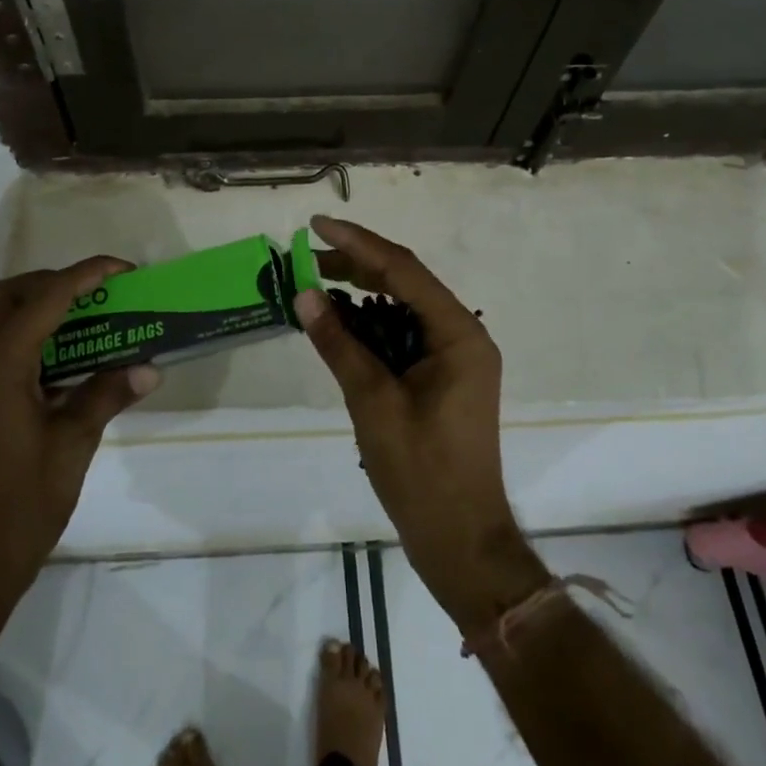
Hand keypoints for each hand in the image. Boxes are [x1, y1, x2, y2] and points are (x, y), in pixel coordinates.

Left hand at [0, 257, 160, 622]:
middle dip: (50, 282)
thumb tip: (149, 367)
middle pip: (5, 297)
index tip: (122, 270)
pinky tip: (67, 359)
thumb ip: (107, 394)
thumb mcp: (74, 443)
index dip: (85, 275)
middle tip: (95, 293)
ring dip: (37, 307)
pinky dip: (30, 336)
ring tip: (86, 318)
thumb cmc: (24, 501)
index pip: (44, 299)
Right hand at [294, 217, 547, 631]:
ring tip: (316, 282)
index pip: (403, 271)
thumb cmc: (421, 472)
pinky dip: (371, 325)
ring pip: (403, 307)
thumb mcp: (372, 402)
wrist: (460, 540)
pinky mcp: (442, 377)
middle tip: (306, 256)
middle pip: (405, 283)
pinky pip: (403, 335)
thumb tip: (304, 294)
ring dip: (361, 294)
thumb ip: (339, 344)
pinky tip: (339, 322)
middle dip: (356, 265)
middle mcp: (462, 335)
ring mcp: (454, 357)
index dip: (357, 243)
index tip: (316, 225)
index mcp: (458, 334)